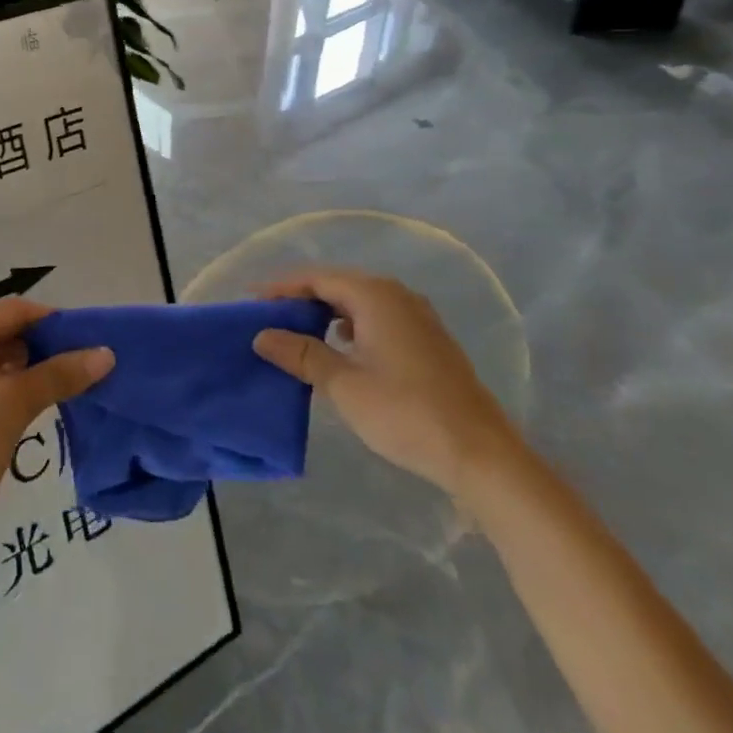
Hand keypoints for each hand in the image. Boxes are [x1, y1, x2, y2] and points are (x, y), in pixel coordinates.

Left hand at [0, 298, 111, 547]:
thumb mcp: (15, 403)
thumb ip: (60, 374)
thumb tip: (107, 353)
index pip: (17, 309)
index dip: (55, 322)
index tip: (90, 342)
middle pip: (6, 332)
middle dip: (45, 347)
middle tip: (84, 368)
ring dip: (30, 371)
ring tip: (67, 389)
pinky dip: (11, 391)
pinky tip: (35, 409)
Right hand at [252, 269, 522, 499]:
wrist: (481, 454)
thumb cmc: (406, 413)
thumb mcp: (344, 384)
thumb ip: (302, 354)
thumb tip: (262, 335)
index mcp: (375, 295)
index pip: (317, 278)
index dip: (282, 288)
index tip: (252, 303)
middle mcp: (397, 295)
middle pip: (338, 285)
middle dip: (302, 300)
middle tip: (269, 319)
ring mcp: (417, 317)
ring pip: (359, 303)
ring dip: (326, 315)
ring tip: (298, 335)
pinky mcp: (428, 341)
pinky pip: (378, 320)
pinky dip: (351, 328)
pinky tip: (341, 351)